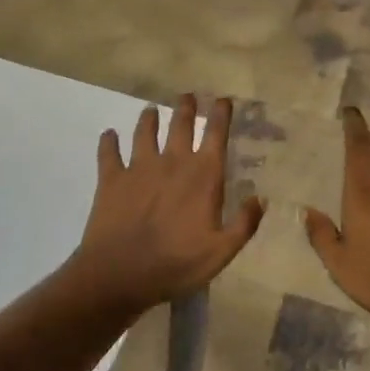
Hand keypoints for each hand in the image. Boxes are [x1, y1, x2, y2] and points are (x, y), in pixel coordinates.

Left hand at [67, 94, 262, 314]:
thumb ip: (244, 224)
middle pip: (180, 124)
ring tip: (151, 110)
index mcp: (202, 175)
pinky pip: (109, 153)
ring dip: (149, 118)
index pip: (215, 134)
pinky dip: (108, 142)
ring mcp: (139, 167)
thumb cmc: (175, 264)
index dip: (221, 114)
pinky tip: (108, 135)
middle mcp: (172, 161)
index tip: (222, 99)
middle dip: (186, 107)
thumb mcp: (221, 252)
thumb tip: (261, 198)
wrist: (118, 274)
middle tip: (187, 96)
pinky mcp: (111, 179)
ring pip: (145, 132)